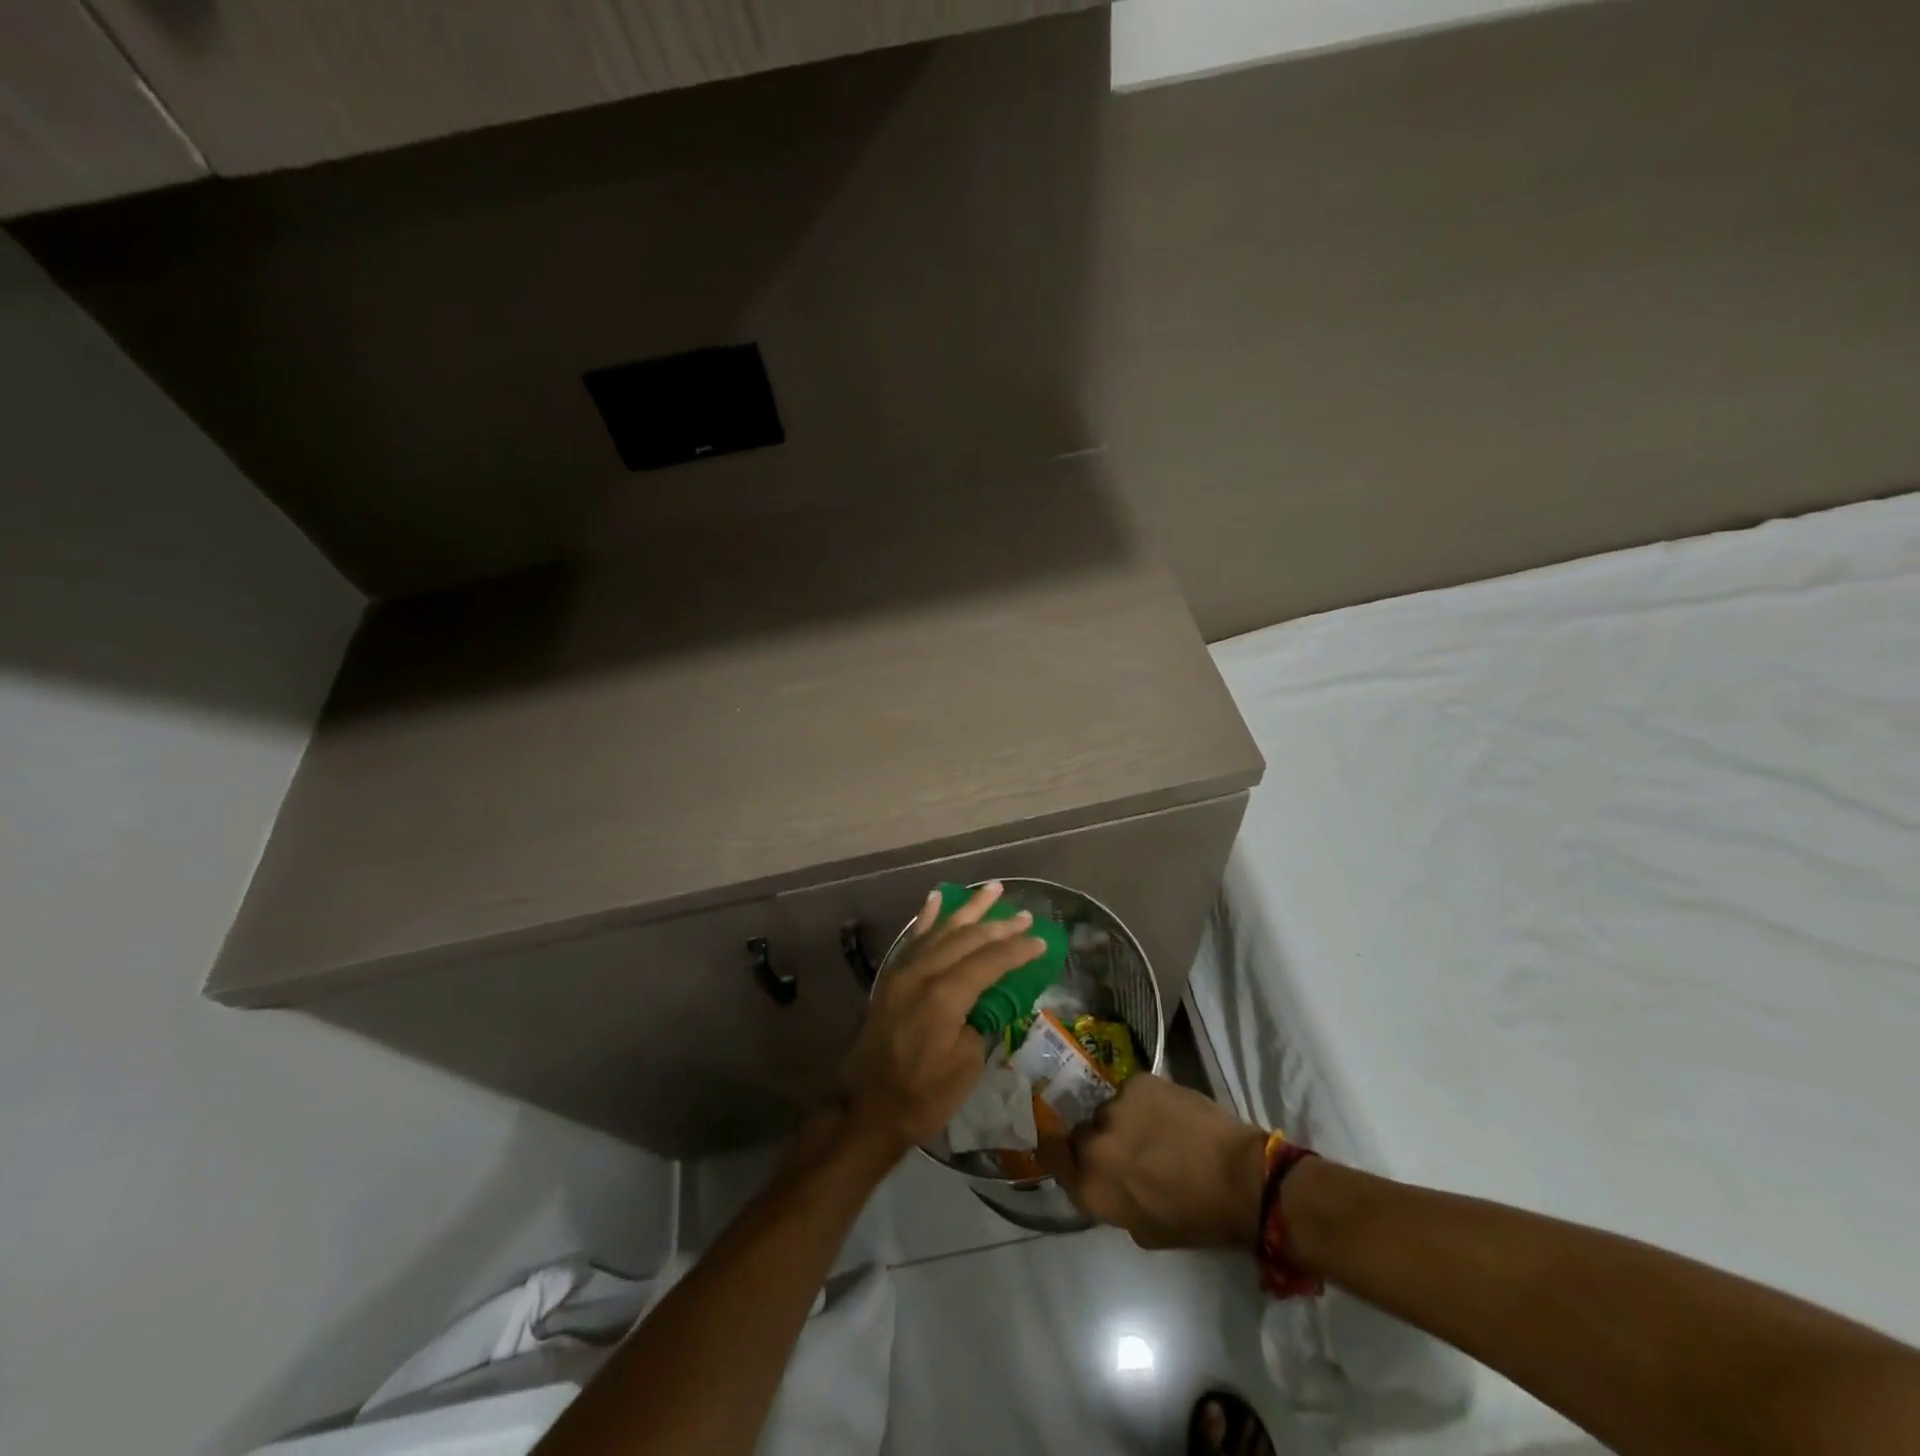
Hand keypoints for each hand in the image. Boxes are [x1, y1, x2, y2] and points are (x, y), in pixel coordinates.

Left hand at [837, 882, 1048, 1153]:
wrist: (866, 1110)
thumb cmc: (922, 1095)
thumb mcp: (966, 1065)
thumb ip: (981, 1022)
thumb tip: (991, 998)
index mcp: (944, 995)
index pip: (989, 961)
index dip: (1017, 950)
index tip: (1040, 941)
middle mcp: (922, 972)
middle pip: (967, 939)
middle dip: (999, 925)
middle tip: (1025, 915)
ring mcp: (903, 971)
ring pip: (941, 930)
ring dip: (968, 909)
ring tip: (992, 889)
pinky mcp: (891, 978)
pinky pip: (914, 938)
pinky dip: (928, 916)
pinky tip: (936, 898)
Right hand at [1039, 1073, 1267, 1249]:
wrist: (1240, 1177)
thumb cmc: (1196, 1217)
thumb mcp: (1144, 1229)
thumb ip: (1111, 1200)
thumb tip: (1105, 1179)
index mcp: (1091, 1184)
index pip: (1050, 1155)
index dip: (1057, 1152)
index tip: (1071, 1155)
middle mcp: (1093, 1141)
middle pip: (1081, 1133)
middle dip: (1099, 1141)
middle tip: (1127, 1150)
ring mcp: (1115, 1106)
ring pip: (1108, 1111)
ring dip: (1123, 1121)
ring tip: (1155, 1132)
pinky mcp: (1138, 1081)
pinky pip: (1130, 1093)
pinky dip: (1143, 1103)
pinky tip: (1167, 1115)